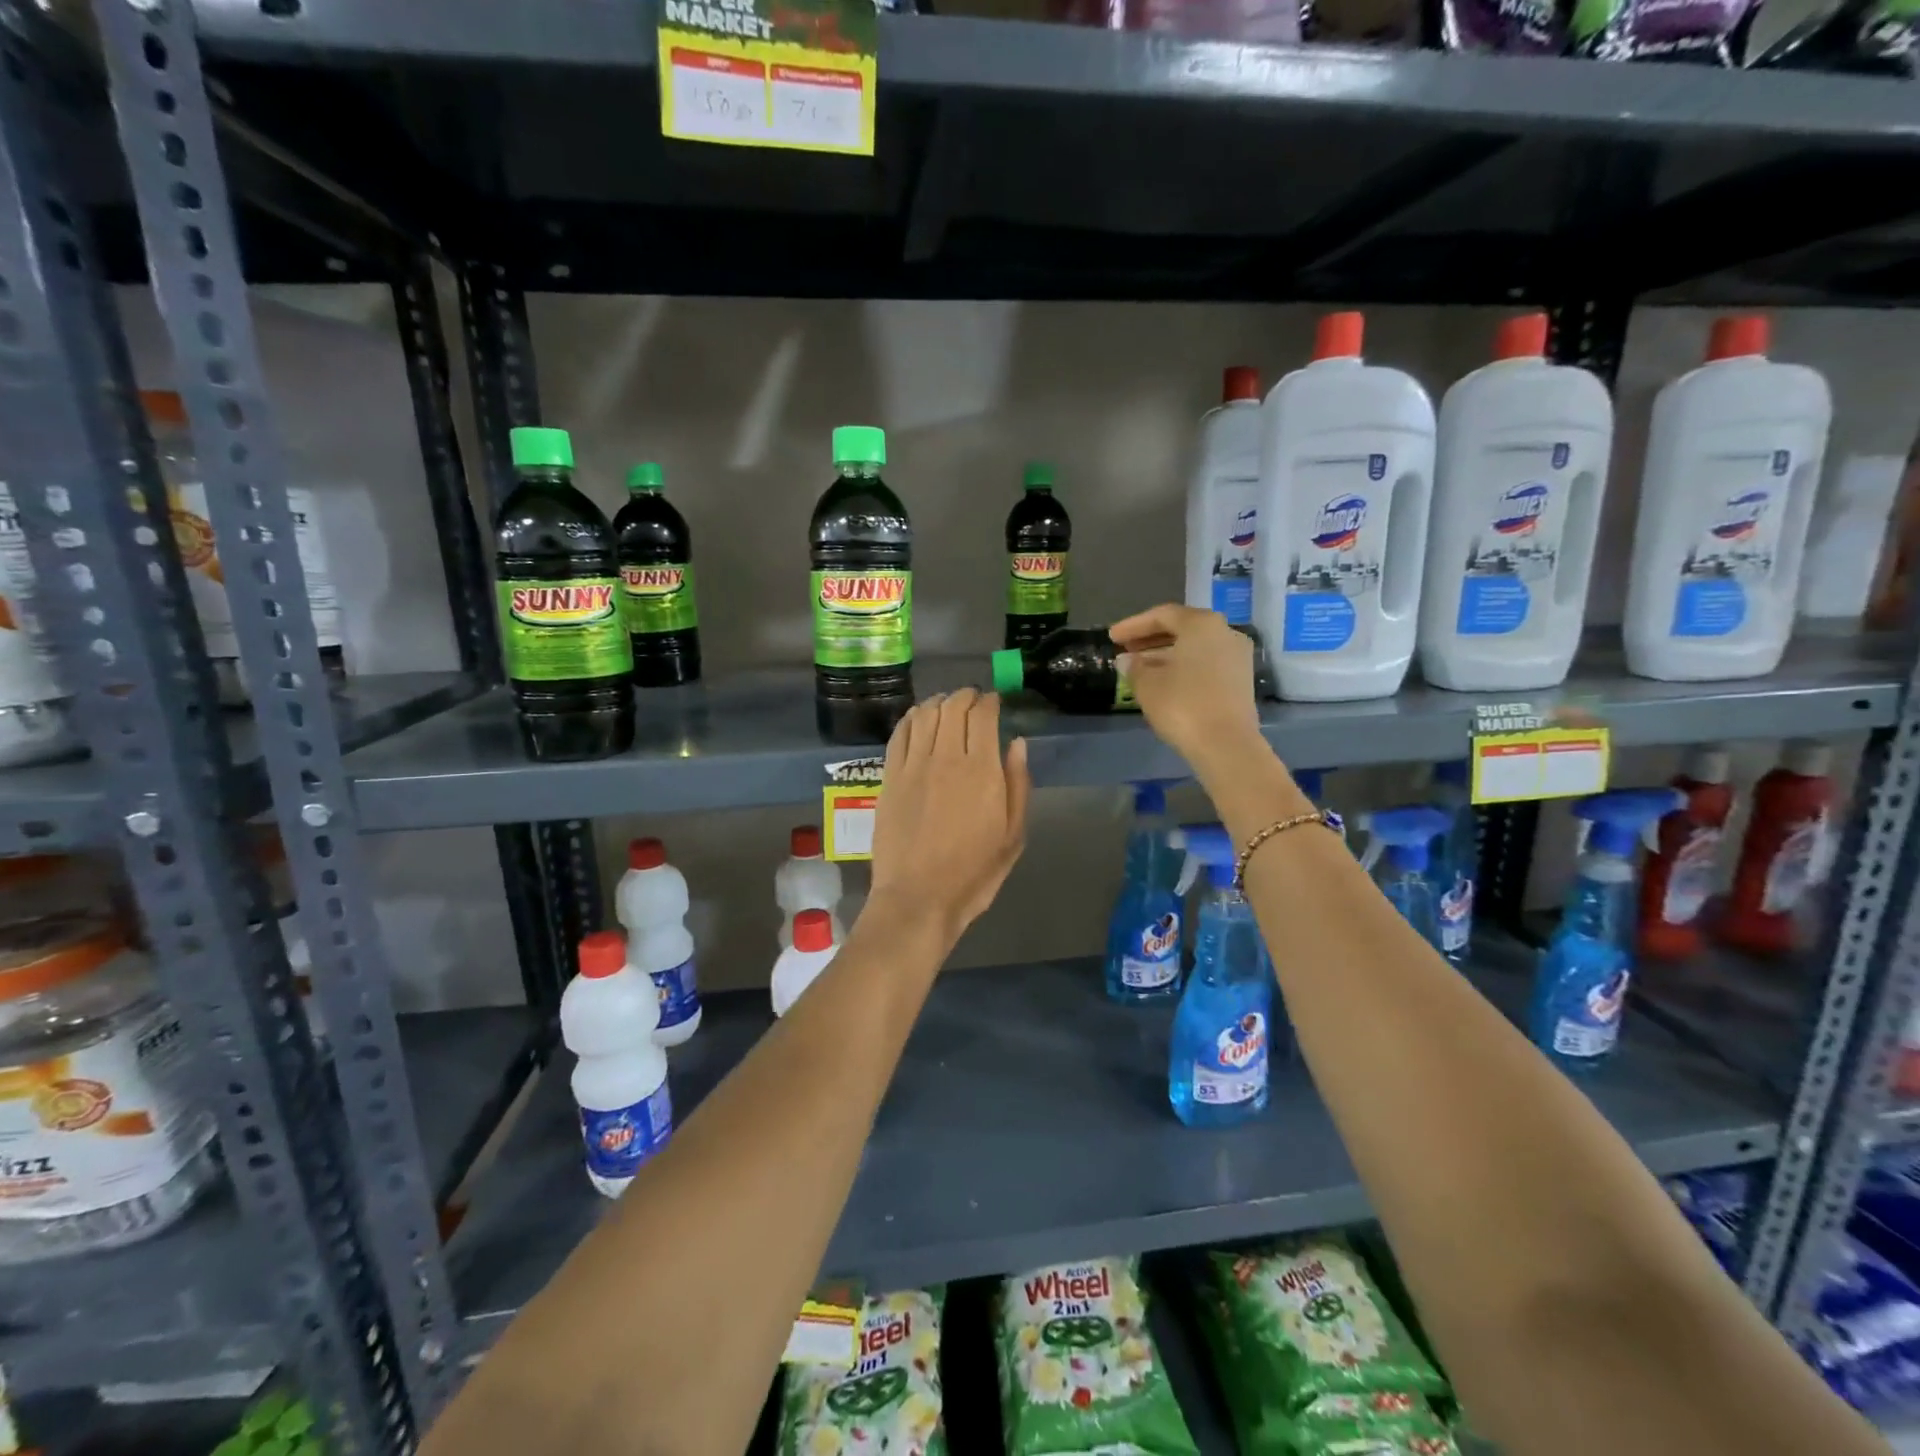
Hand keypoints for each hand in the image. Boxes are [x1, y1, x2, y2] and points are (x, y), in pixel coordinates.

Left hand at [869, 689, 1030, 945]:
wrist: (918, 897)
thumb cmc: (974, 873)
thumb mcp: (1012, 835)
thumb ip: (1017, 784)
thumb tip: (1017, 742)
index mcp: (982, 770)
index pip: (984, 715)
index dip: (990, 701)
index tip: (995, 701)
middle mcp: (946, 758)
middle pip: (953, 707)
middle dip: (966, 696)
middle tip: (973, 700)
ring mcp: (913, 766)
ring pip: (925, 714)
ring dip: (939, 702)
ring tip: (947, 705)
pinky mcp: (889, 777)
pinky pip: (899, 734)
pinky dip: (911, 718)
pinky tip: (918, 718)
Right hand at [1110, 605, 1262, 771]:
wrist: (1226, 744)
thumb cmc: (1182, 705)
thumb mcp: (1147, 685)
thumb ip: (1134, 667)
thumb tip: (1127, 660)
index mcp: (1201, 624)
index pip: (1162, 615)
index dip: (1133, 625)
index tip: (1112, 638)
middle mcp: (1224, 632)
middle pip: (1182, 628)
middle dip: (1151, 638)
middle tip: (1125, 649)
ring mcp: (1237, 656)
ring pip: (1195, 647)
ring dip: (1166, 654)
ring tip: (1140, 668)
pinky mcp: (1240, 680)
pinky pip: (1206, 663)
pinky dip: (1183, 667)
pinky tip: (1164, 682)